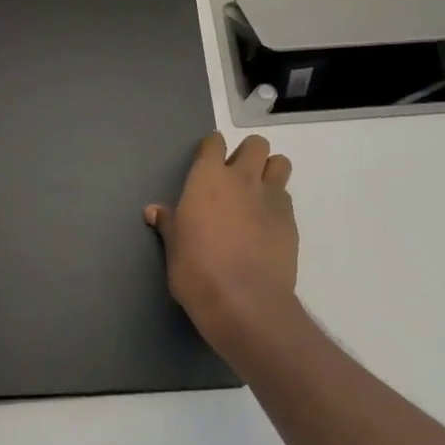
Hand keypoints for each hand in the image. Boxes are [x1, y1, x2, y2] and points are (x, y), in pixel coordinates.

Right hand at [146, 132, 298, 348]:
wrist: (244, 301)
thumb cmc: (196, 271)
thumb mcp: (173, 247)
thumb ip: (168, 223)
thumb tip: (153, 211)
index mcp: (207, 178)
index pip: (214, 143)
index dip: (211, 149)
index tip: (207, 162)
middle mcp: (242, 178)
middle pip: (255, 144)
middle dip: (248, 154)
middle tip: (236, 177)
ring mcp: (271, 198)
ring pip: (280, 164)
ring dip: (270, 171)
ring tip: (258, 194)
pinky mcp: (291, 221)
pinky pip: (286, 198)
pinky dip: (277, 204)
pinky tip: (267, 225)